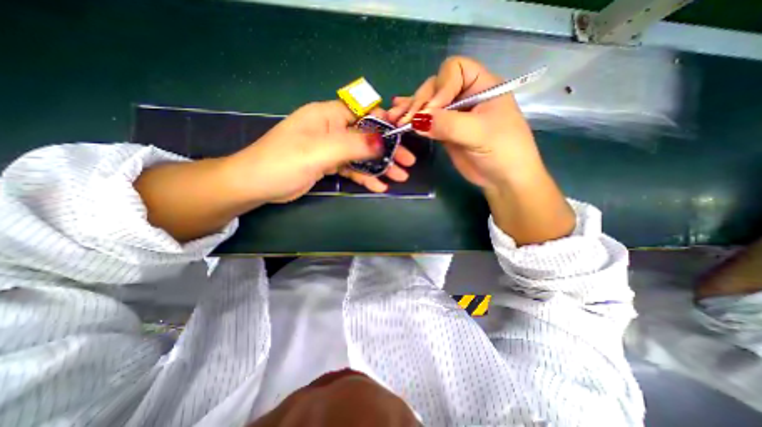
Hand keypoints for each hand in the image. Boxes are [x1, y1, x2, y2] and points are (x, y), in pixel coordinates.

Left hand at [228, 100, 415, 202]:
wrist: (257, 185)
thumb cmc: (285, 162)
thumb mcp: (321, 151)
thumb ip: (353, 144)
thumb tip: (383, 141)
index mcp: (328, 115)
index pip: (364, 112)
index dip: (385, 123)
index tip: (403, 136)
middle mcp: (332, 129)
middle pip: (367, 137)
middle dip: (388, 150)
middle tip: (408, 163)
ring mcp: (331, 149)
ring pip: (362, 155)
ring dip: (380, 166)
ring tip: (399, 177)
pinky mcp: (328, 165)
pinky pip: (352, 168)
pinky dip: (366, 177)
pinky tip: (379, 187)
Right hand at [389, 56, 543, 190]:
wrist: (503, 178)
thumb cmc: (502, 152)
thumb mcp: (478, 134)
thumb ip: (448, 124)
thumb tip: (417, 120)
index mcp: (481, 86)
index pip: (454, 70)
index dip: (440, 88)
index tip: (432, 111)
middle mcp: (465, 95)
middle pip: (435, 87)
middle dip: (419, 102)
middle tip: (405, 121)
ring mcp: (453, 113)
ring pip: (427, 104)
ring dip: (410, 110)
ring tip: (394, 119)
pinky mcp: (444, 130)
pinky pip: (426, 120)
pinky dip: (412, 119)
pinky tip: (397, 117)